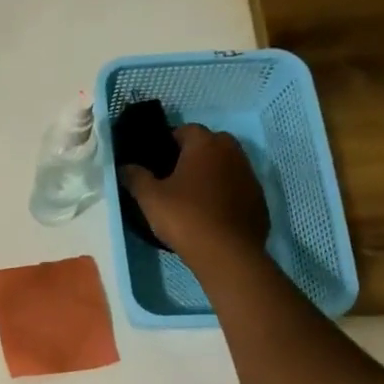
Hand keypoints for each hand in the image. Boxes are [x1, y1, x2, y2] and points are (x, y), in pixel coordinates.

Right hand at [120, 124, 269, 260]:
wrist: (228, 253)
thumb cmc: (185, 218)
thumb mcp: (150, 199)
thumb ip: (135, 178)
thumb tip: (125, 167)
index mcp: (205, 144)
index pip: (185, 130)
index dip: (168, 143)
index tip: (157, 162)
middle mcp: (232, 151)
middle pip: (209, 144)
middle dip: (192, 156)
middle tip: (174, 178)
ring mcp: (249, 174)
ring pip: (225, 166)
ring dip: (211, 174)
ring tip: (193, 197)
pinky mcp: (258, 198)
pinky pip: (237, 188)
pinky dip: (225, 194)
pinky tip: (212, 213)